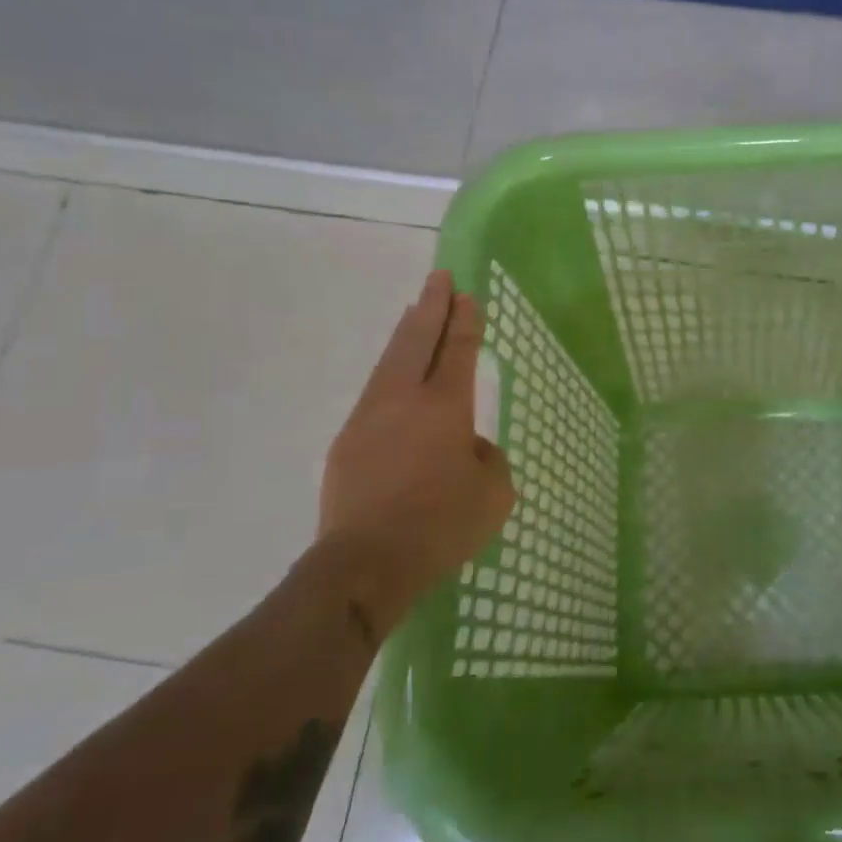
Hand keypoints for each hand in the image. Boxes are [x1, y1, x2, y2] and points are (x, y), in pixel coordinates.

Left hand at [319, 270, 514, 609]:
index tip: (467, 295)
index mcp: (445, 407)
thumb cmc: (441, 525)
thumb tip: (469, 447)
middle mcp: (404, 400)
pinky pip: (375, 393)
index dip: (465, 321)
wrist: (365, 564)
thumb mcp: (494, 494)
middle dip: (432, 306)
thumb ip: (489, 460)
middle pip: (418, 340)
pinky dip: (390, 372)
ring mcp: (369, 417)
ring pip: (390, 361)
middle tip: (440, 277)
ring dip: (406, 333)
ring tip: (415, 312)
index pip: (458, 351)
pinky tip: (395, 378)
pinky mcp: (347, 442)